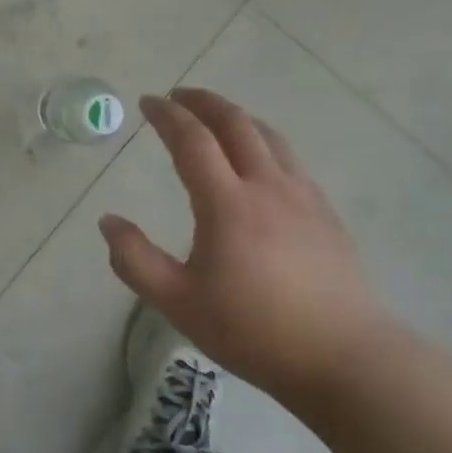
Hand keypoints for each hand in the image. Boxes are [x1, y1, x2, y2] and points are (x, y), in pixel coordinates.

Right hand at [98, 89, 389, 403]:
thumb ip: (135, 260)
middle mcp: (266, 186)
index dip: (166, 115)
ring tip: (217, 118)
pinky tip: (261, 161)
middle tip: (178, 96)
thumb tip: (109, 221)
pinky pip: (290, 160)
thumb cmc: (252, 330)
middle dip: (203, 102)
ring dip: (237, 117)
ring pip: (268, 137)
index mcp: (226, 203)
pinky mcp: (325, 213)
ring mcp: (302, 196)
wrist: (342, 356)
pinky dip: (264, 143)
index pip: (192, 141)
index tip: (147, 102)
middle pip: (235, 124)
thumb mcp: (177, 303)